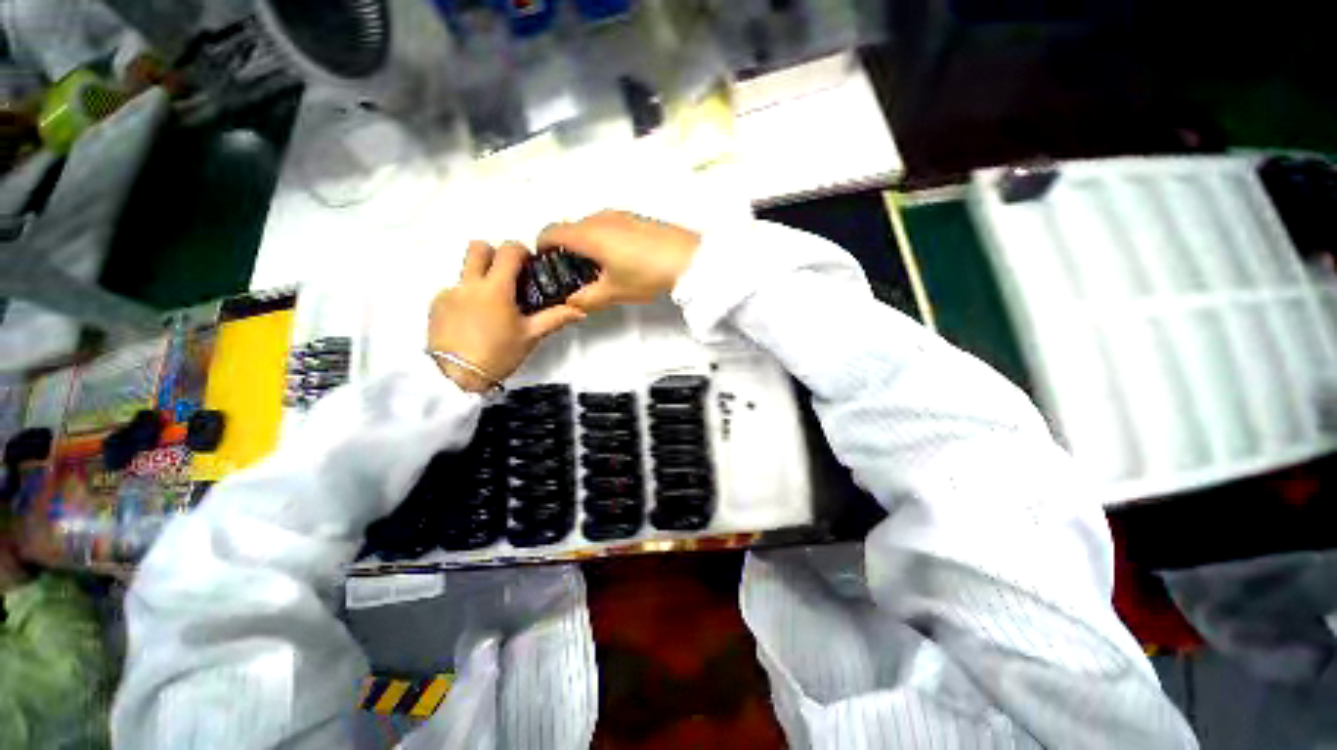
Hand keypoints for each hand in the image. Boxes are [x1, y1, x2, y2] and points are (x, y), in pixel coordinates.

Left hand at [428, 242, 584, 392]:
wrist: (457, 377)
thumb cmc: (499, 354)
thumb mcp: (531, 336)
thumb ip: (555, 318)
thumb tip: (579, 310)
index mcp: (496, 288)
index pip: (508, 250)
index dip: (521, 251)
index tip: (528, 265)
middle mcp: (469, 283)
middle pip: (478, 247)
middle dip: (494, 254)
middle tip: (507, 276)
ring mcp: (449, 292)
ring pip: (465, 270)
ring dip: (480, 277)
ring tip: (491, 306)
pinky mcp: (436, 305)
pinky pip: (454, 290)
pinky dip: (466, 297)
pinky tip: (473, 320)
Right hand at [537, 210, 700, 310]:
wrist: (687, 259)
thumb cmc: (650, 272)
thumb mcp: (613, 292)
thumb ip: (587, 299)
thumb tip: (573, 302)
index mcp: (589, 234)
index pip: (551, 232)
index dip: (542, 246)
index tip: (544, 260)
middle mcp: (601, 218)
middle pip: (571, 229)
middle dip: (566, 250)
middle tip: (573, 273)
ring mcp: (620, 216)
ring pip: (591, 227)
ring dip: (586, 245)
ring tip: (599, 271)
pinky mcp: (635, 219)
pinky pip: (609, 226)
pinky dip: (604, 240)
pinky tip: (619, 261)